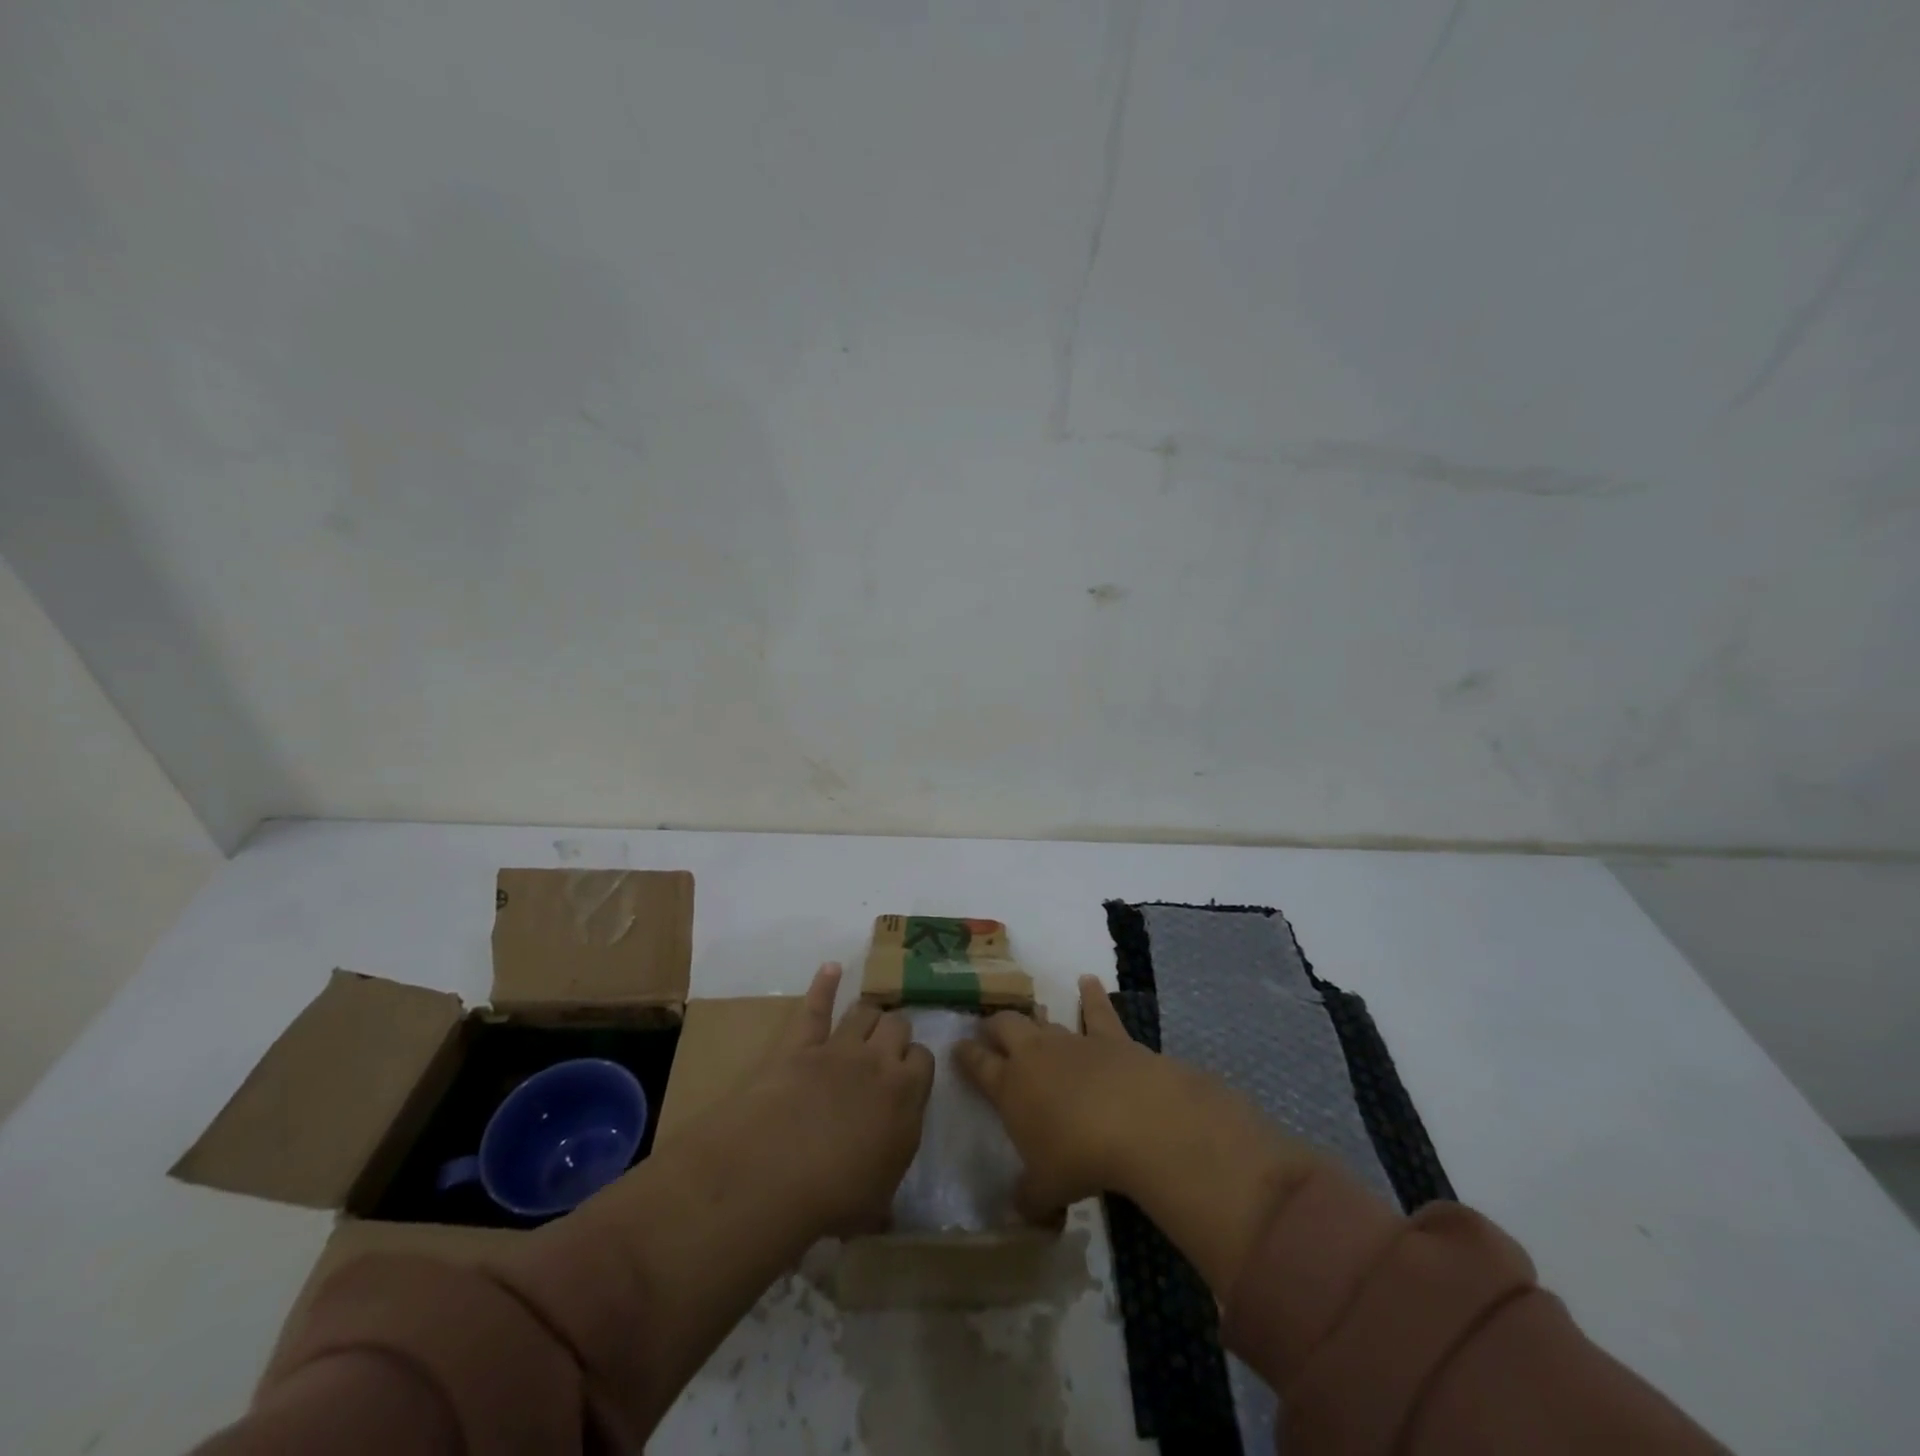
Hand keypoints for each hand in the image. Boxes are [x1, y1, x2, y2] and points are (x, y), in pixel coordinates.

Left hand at [736, 963, 935, 1235]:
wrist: (778, 1172)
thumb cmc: (835, 1198)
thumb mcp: (877, 1203)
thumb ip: (889, 1181)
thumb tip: (889, 1198)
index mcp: (907, 1097)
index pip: (924, 1060)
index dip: (914, 1065)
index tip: (906, 1078)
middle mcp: (880, 1063)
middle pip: (898, 1026)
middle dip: (894, 1034)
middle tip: (885, 1050)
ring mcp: (840, 1047)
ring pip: (865, 1011)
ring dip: (867, 1015)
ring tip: (865, 1021)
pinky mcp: (801, 1043)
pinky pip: (816, 1006)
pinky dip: (824, 984)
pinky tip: (831, 968)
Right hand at [955, 976, 1325, 1289]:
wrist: (1136, 1121)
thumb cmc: (1079, 1158)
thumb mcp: (1046, 1190)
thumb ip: (1028, 1198)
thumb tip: (1018, 1212)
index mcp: (1010, 1088)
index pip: (979, 1066)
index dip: (966, 1056)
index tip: (957, 1048)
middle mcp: (1035, 1056)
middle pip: (1006, 1028)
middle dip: (994, 1027)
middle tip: (989, 1029)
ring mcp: (1072, 1041)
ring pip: (1045, 1021)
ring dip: (1037, 1019)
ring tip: (1031, 1015)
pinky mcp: (1109, 1037)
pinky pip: (1096, 1010)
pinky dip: (1091, 995)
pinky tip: (1088, 981)